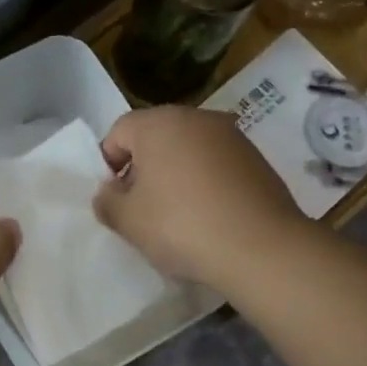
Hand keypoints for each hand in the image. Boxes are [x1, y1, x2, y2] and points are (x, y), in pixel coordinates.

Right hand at [92, 106, 304, 287]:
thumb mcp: (128, 220)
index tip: (113, 198)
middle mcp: (197, 118)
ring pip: (187, 151)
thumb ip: (107, 202)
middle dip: (142, 169)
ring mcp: (231, 136)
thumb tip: (109, 192)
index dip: (108, 164)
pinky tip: (206, 217)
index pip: (119, 131)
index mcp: (159, 123)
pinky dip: (203, 184)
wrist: (259, 247)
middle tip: (140, 209)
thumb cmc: (180, 226)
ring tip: (175, 216)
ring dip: (174, 176)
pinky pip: (215, 166)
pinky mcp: (256, 159)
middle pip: (155, 137)